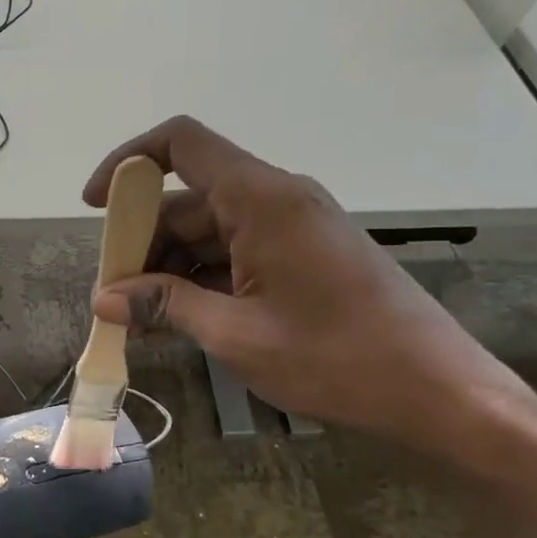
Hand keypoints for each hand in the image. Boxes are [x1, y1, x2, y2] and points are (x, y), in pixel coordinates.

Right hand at [83, 116, 536, 473]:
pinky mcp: (303, 255)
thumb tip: (104, 299)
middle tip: (113, 297)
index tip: (96, 207)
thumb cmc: (338, 359)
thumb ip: (166, 306)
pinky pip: (235, 253)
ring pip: (208, 230)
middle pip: (187, 199)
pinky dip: (201, 279)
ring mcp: (292, 228)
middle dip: (142, 243)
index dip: (128, 162)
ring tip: (140, 320)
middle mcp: (276, 200)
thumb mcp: (237, 335)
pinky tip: (177, 319)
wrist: (441, 393)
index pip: (181, 144)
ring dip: (169, 268)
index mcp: (262, 199)